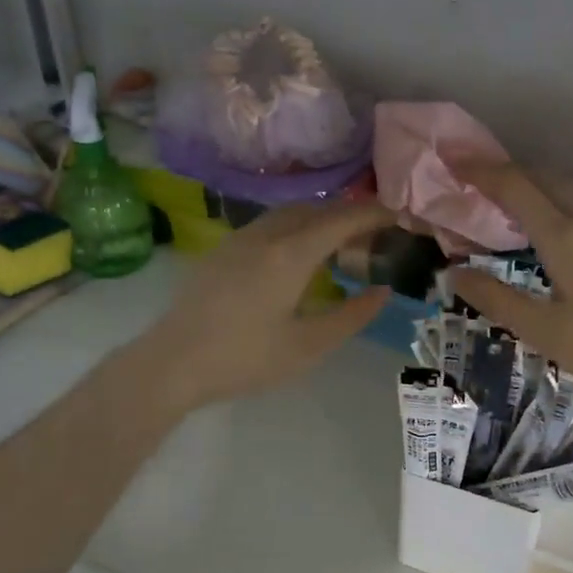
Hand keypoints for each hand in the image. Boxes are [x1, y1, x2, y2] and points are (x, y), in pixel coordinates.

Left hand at [132, 200, 393, 411]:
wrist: (172, 363)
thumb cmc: (245, 359)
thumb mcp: (308, 346)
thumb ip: (351, 316)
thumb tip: (383, 291)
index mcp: (290, 255)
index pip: (341, 220)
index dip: (374, 213)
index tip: (400, 213)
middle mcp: (265, 236)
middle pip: (315, 209)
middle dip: (349, 213)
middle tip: (376, 229)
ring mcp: (239, 240)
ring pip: (289, 213)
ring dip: (320, 218)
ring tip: (342, 240)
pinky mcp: (222, 251)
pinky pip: (269, 224)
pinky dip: (296, 227)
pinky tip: (299, 253)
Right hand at [449, 164, 572, 404]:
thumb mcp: (546, 332)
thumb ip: (498, 301)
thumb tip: (454, 274)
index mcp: (565, 236)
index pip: (515, 187)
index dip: (480, 170)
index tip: (450, 158)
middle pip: (540, 179)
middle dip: (501, 172)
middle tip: (468, 178)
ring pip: (562, 190)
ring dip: (527, 186)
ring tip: (498, 200)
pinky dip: (548, 202)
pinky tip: (543, 228)